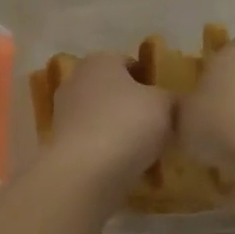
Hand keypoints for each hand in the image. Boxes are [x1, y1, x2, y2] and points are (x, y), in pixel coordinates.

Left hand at [46, 53, 173, 193]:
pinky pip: (94, 142)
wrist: (86, 173)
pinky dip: (109, 151)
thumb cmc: (127, 124)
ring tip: (147, 150)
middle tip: (160, 124)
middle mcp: (76, 81)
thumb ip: (172, 98)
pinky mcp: (61, 145)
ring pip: (103, 118)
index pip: (129, 62)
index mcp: (99, 61)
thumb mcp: (165, 105)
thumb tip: (173, 103)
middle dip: (134, 105)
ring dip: (122, 130)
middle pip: (114, 90)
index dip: (150, 79)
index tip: (167, 100)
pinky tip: (128, 166)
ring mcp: (64, 114)